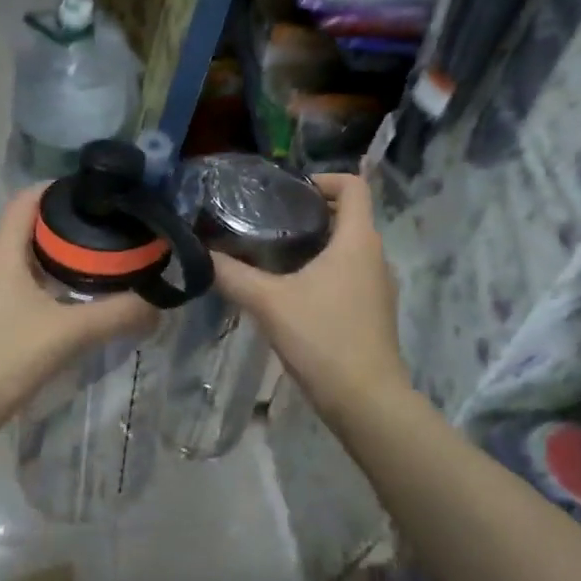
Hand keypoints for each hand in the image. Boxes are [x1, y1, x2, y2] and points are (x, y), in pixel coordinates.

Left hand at [0, 187, 156, 500]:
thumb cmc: (2, 358)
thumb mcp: (67, 333)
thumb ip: (117, 315)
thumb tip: (158, 306)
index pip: (29, 198)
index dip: (62, 189)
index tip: (100, 195)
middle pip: (28, 229)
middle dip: (68, 228)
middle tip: (111, 234)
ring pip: (21, 261)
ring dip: (56, 260)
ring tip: (98, 269)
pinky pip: (13, 287)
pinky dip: (42, 286)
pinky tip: (67, 306)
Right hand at [210, 173, 407, 413]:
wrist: (367, 401)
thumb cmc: (323, 338)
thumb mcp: (269, 303)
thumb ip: (233, 274)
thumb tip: (200, 253)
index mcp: (358, 240)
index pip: (354, 185)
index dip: (324, 179)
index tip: (289, 192)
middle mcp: (375, 255)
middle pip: (349, 216)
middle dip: (311, 212)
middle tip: (269, 221)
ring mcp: (379, 286)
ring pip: (349, 247)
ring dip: (317, 244)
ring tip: (274, 255)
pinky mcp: (375, 311)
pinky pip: (351, 274)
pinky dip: (326, 270)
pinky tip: (293, 292)